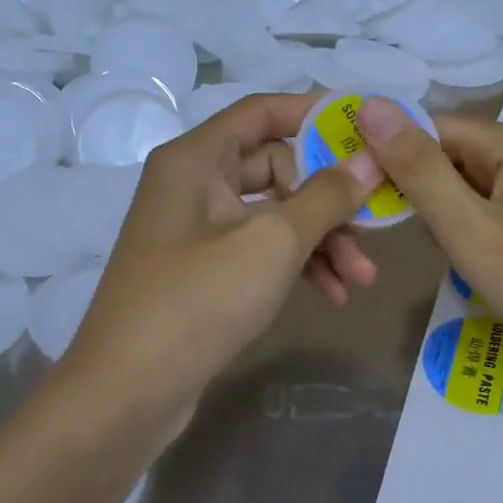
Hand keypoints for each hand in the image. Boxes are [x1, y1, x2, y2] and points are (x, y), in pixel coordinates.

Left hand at [60, 93, 380, 421]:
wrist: (128, 391)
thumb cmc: (199, 300)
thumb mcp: (273, 242)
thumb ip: (326, 196)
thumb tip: (369, 158)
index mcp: (197, 159)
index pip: (263, 111)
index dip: (316, 113)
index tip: (368, 128)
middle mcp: (192, 184)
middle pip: (276, 168)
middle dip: (329, 200)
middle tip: (374, 227)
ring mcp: (195, 230)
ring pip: (273, 216)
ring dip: (320, 241)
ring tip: (362, 280)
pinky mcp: (202, 271)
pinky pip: (259, 251)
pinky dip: (295, 266)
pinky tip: (331, 296)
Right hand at [354, 98, 502, 367]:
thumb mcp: (469, 230)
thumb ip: (418, 171)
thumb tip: (370, 105)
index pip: (432, 128)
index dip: (394, 158)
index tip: (366, 200)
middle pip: (453, 155)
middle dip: (429, 198)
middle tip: (438, 245)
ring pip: (471, 185)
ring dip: (452, 219)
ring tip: (467, 260)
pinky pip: (496, 206)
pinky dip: (478, 231)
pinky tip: (487, 265)